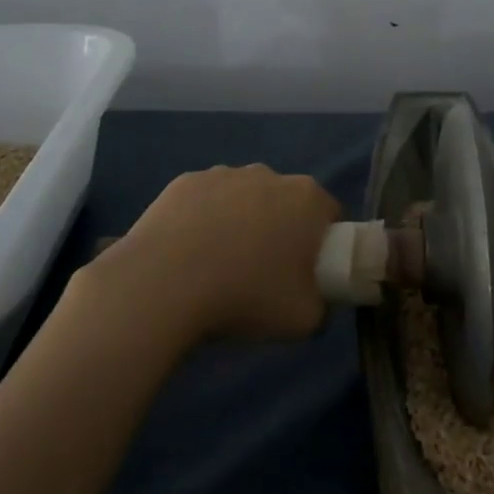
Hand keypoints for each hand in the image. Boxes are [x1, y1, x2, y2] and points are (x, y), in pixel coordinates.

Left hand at [91, 165, 339, 345]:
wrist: (164, 285)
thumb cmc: (245, 296)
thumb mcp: (304, 320)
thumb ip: (323, 306)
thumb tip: (315, 299)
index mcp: (306, 199)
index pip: (329, 215)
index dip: (323, 244)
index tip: (306, 273)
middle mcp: (269, 175)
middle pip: (286, 202)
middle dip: (281, 229)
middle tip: (264, 273)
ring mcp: (224, 173)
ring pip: (244, 198)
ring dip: (241, 222)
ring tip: (220, 266)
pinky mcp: (185, 181)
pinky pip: (206, 200)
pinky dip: (204, 220)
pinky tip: (189, 254)